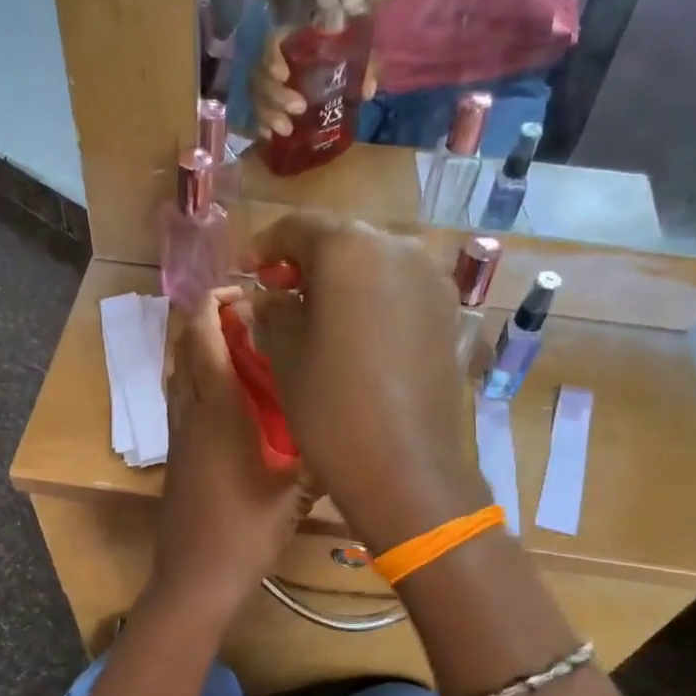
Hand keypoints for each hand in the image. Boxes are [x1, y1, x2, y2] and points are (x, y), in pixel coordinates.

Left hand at [152, 291, 310, 615]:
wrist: (194, 577)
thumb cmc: (246, 531)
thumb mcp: (295, 494)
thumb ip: (321, 457)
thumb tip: (353, 430)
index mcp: (218, 410)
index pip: (204, 338)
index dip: (215, 305)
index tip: (245, 290)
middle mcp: (190, 412)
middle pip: (185, 348)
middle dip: (208, 321)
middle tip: (250, 314)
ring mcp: (179, 434)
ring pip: (179, 374)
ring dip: (200, 350)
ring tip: (242, 348)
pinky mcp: (176, 454)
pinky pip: (182, 399)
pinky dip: (198, 380)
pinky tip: (231, 396)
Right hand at [245, 214, 490, 553]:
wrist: (407, 469)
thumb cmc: (333, 409)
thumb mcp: (286, 357)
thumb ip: (275, 311)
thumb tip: (273, 296)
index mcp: (350, 249)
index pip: (298, 227)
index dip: (265, 246)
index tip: (246, 270)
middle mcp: (399, 249)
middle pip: (342, 239)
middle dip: (306, 261)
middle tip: (279, 290)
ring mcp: (432, 281)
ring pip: (375, 263)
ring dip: (342, 279)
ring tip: (316, 312)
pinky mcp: (450, 313)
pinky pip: (401, 290)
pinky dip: (373, 298)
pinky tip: (355, 331)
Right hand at [248, 25, 378, 138]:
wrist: (336, 87)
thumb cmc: (342, 67)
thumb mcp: (357, 63)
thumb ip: (364, 70)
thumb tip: (367, 90)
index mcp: (293, 44)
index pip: (272, 42)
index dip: (272, 57)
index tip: (284, 74)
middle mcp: (274, 65)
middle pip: (260, 75)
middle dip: (276, 94)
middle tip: (299, 108)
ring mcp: (268, 90)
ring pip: (256, 99)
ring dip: (269, 115)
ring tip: (287, 130)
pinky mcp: (267, 111)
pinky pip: (256, 119)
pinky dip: (262, 128)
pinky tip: (271, 137)